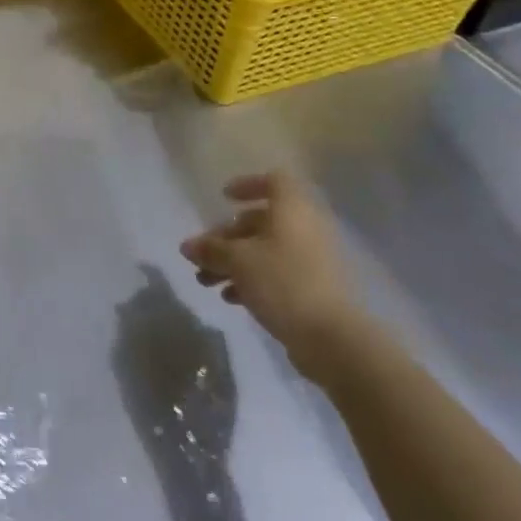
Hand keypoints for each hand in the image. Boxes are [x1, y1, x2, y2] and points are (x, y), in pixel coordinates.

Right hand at [181, 173, 364, 378]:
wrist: (333, 339)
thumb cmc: (283, 283)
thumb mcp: (238, 261)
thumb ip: (210, 249)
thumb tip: (187, 246)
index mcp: (292, 211)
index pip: (274, 182)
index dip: (248, 185)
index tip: (224, 198)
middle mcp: (306, 229)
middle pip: (261, 221)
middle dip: (226, 237)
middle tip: (201, 255)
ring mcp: (313, 260)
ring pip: (266, 250)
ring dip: (233, 262)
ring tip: (206, 282)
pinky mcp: (314, 289)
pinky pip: (277, 273)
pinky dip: (252, 280)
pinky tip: (230, 298)